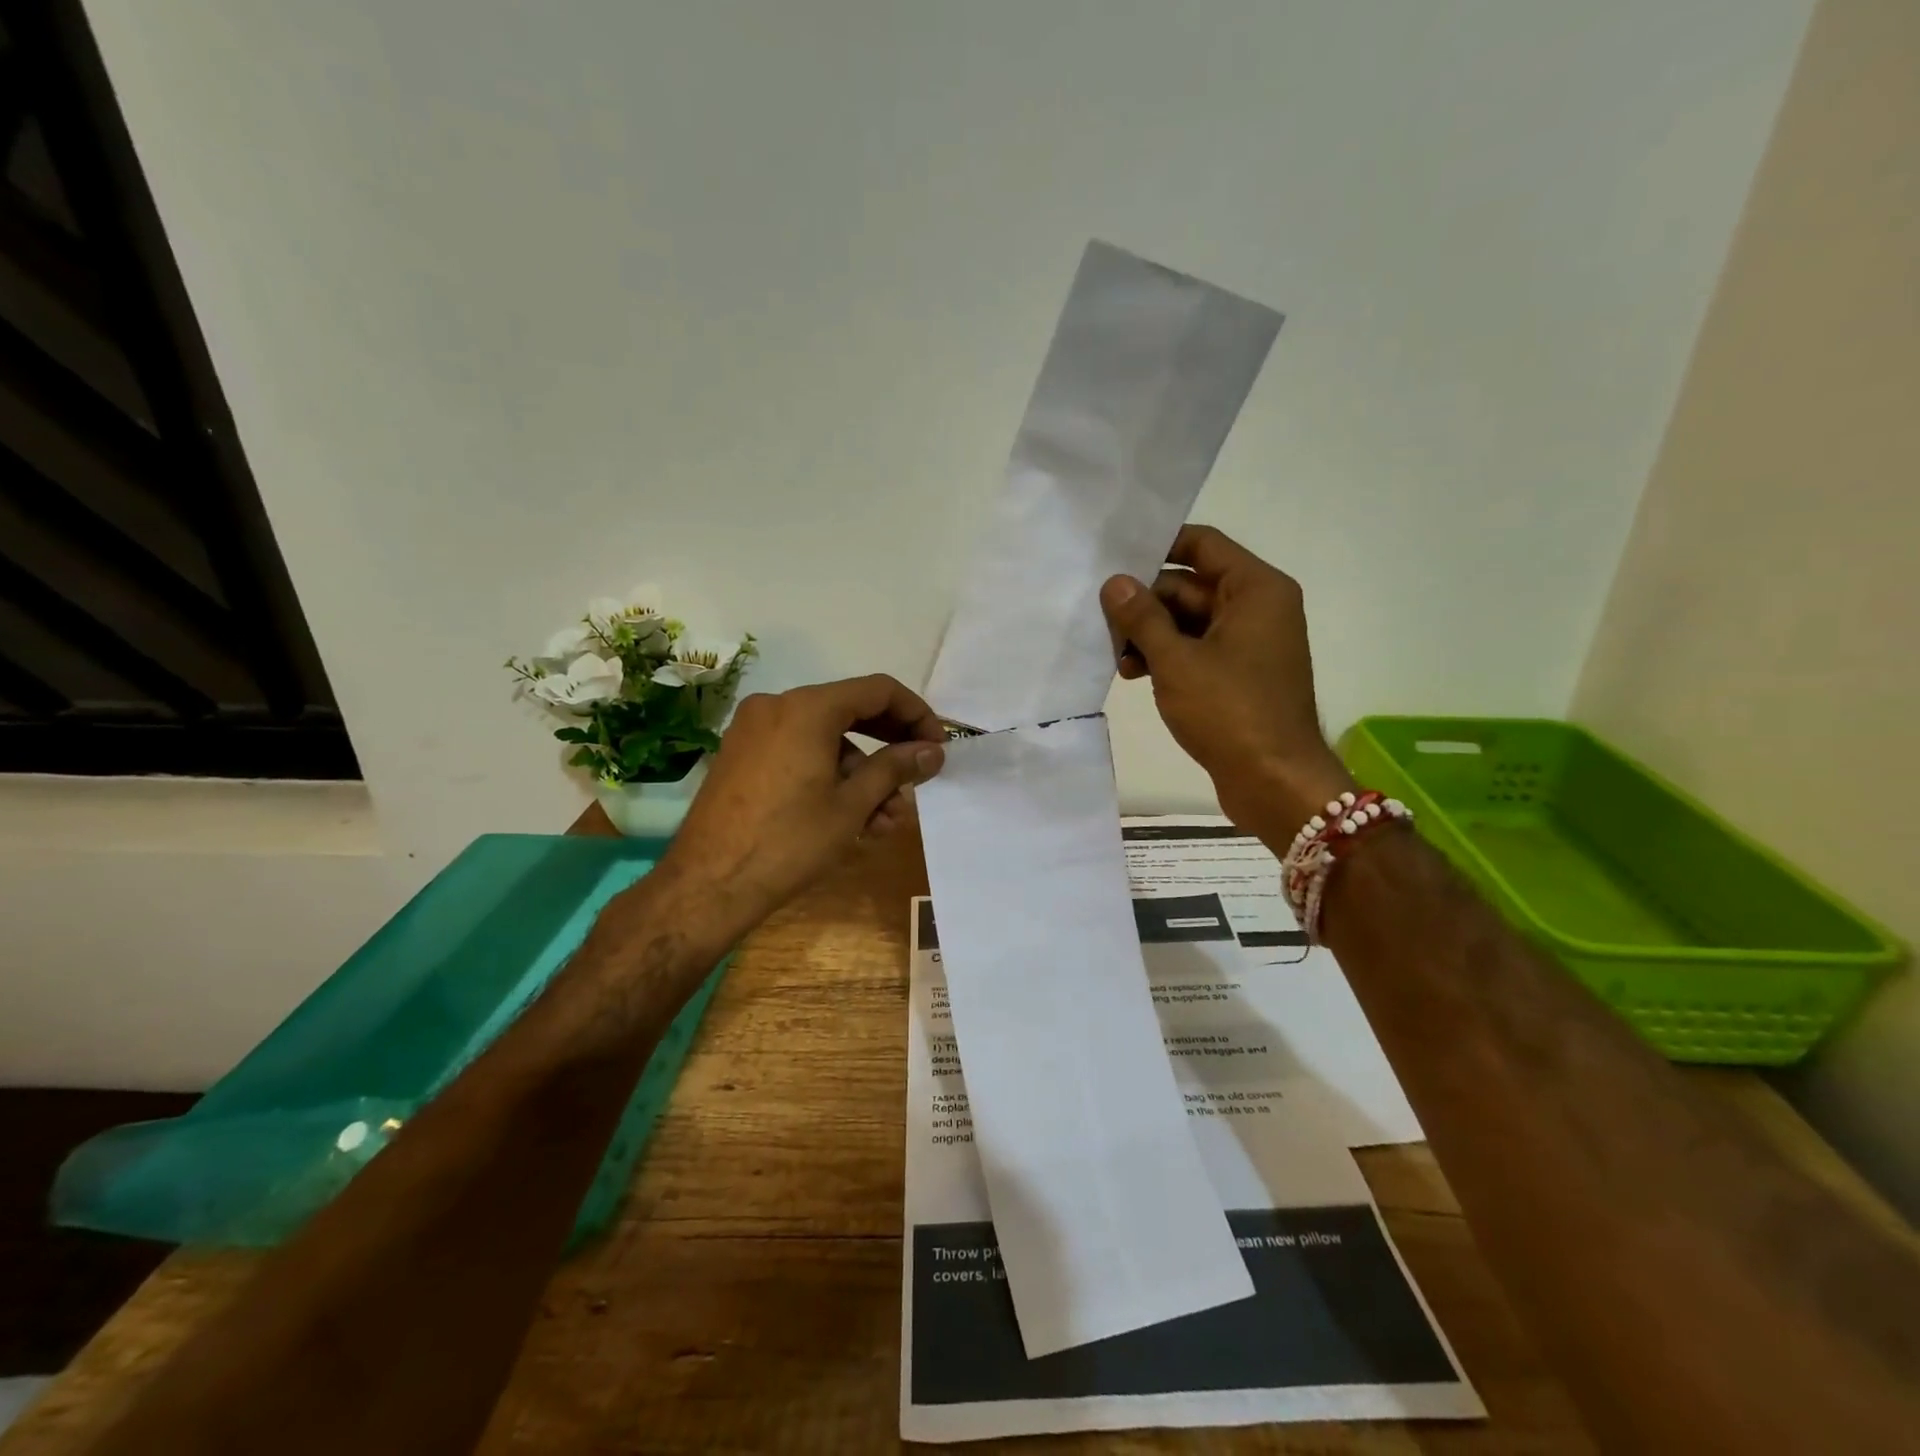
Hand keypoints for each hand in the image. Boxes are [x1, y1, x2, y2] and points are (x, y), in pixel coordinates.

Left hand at [659, 674, 946, 927]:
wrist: (708, 885)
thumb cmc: (789, 841)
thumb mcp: (852, 805)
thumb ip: (895, 768)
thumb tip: (932, 751)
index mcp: (807, 707)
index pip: (878, 691)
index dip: (916, 714)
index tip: (937, 746)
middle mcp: (778, 705)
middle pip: (851, 711)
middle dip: (890, 747)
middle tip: (918, 778)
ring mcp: (754, 730)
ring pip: (826, 739)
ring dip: (862, 774)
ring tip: (886, 820)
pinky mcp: (742, 755)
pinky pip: (799, 752)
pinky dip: (829, 775)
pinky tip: (851, 816)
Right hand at [1101, 524, 1352, 839]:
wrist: (1274, 781)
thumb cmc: (1229, 711)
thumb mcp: (1176, 661)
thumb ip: (1142, 617)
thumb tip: (1114, 583)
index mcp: (1255, 589)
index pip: (1202, 544)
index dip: (1158, 546)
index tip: (1114, 559)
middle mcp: (1258, 607)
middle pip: (1191, 585)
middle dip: (1146, 603)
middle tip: (1102, 622)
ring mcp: (1250, 642)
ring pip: (1189, 621)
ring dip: (1151, 635)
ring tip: (1116, 658)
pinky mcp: (1240, 674)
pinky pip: (1197, 649)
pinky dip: (1167, 657)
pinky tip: (1134, 674)